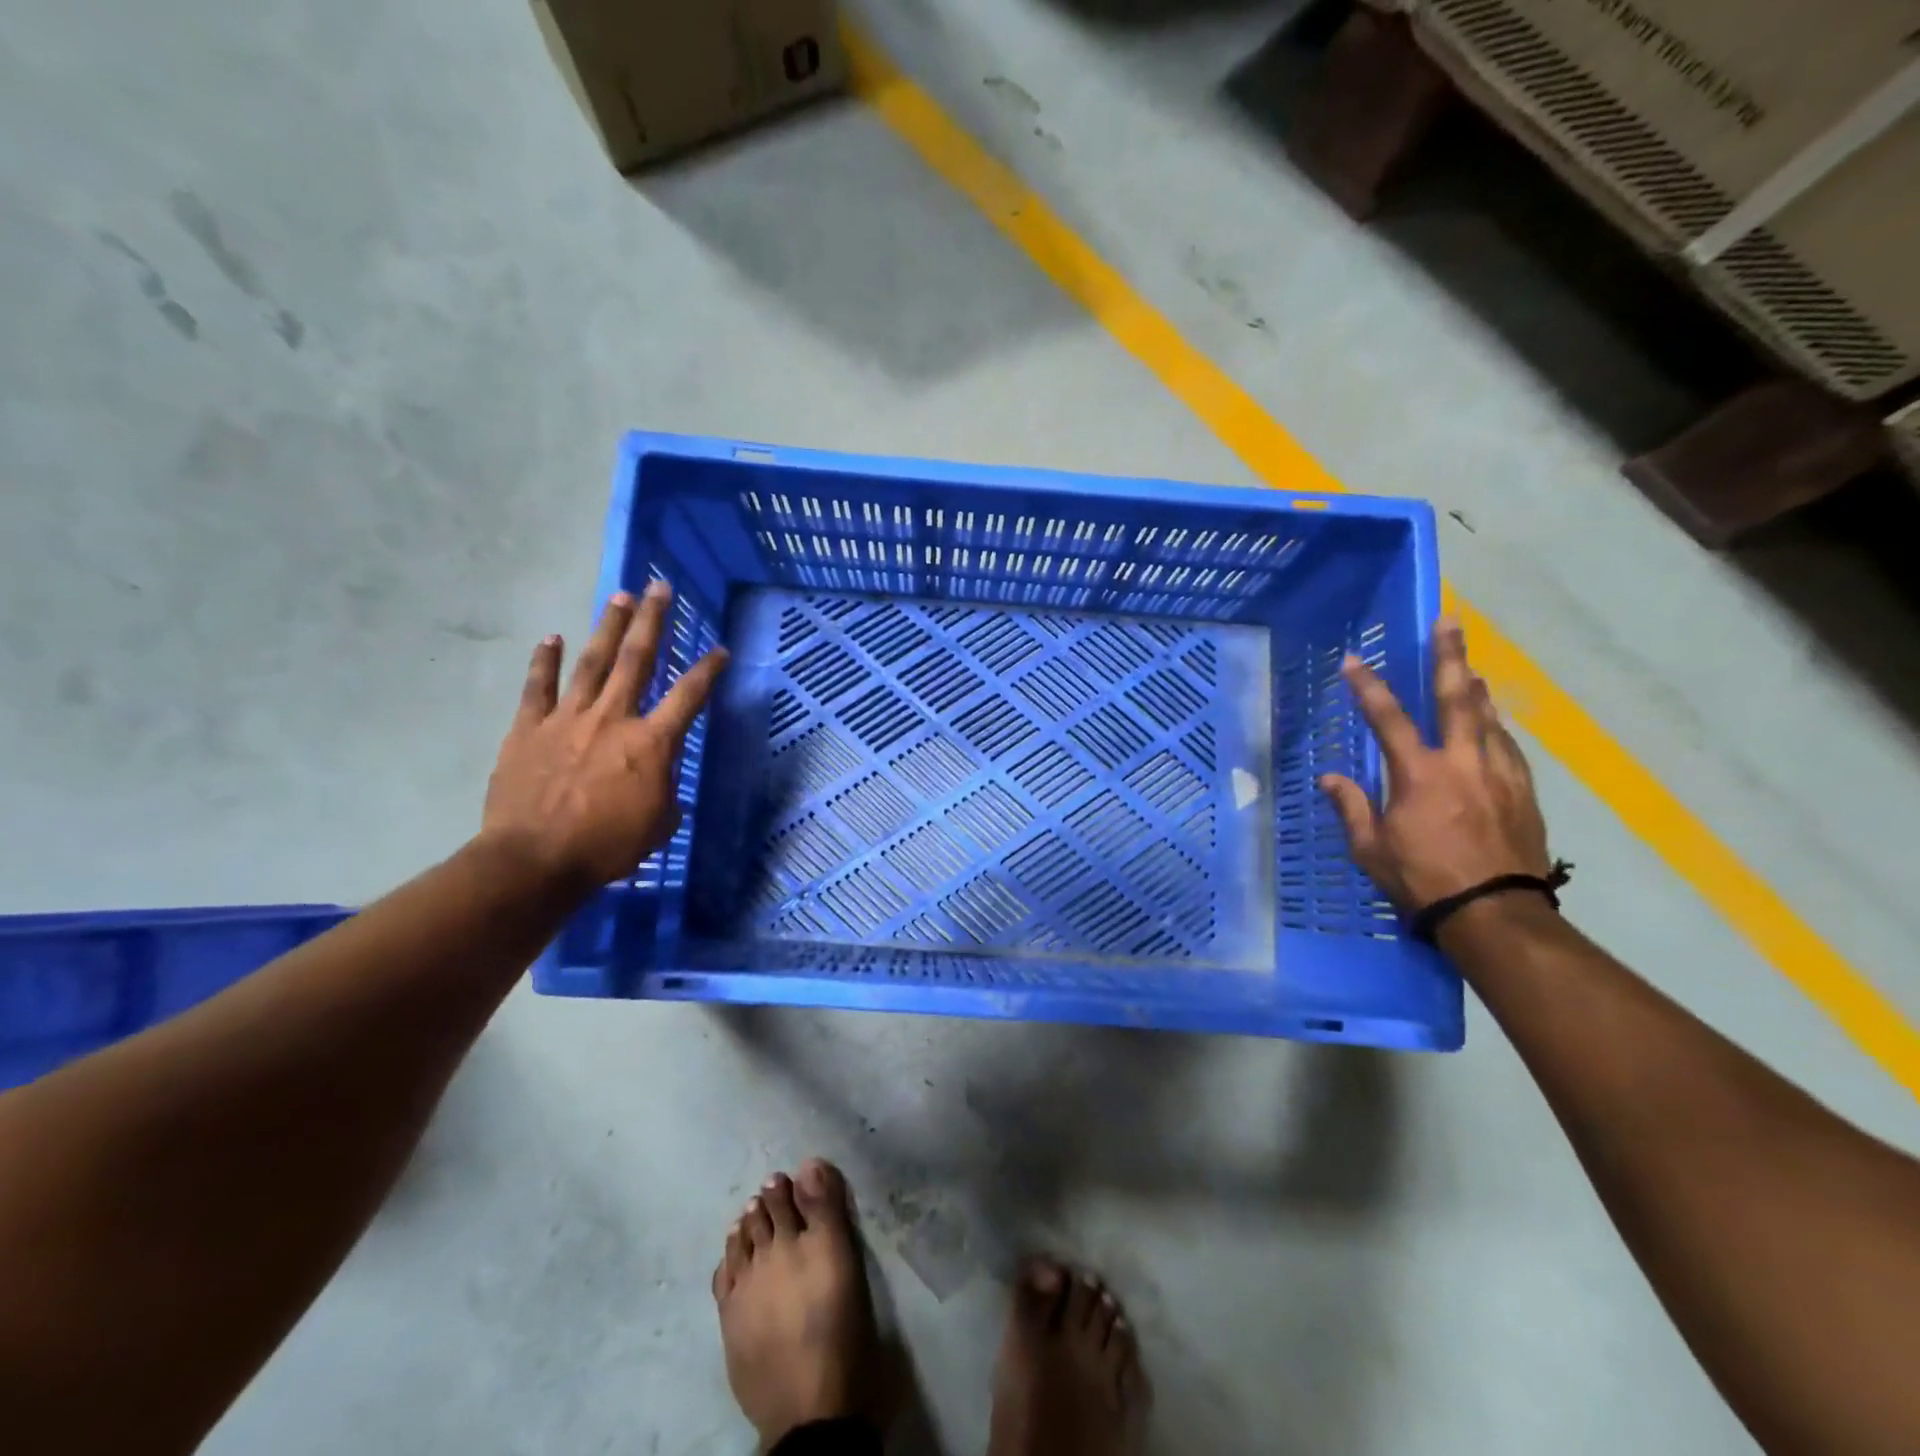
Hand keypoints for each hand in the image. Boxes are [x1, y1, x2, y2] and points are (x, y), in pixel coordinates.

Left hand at [480, 583, 728, 890]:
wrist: (534, 860)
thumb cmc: (607, 847)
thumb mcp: (658, 824)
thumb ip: (665, 794)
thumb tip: (661, 785)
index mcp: (651, 743)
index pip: (689, 696)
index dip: (708, 670)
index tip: (720, 649)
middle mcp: (613, 718)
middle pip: (637, 659)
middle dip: (652, 621)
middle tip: (659, 588)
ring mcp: (568, 719)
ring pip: (592, 662)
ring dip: (608, 628)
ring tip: (619, 597)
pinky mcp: (529, 729)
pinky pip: (538, 687)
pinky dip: (544, 661)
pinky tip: (551, 638)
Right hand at [1317, 618, 1550, 912]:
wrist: (1496, 913)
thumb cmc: (1422, 880)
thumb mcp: (1371, 848)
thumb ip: (1351, 806)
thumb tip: (1330, 777)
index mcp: (1419, 774)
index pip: (1388, 718)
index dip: (1367, 687)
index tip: (1352, 660)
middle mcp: (1463, 762)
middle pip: (1457, 697)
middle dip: (1450, 655)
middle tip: (1450, 621)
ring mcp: (1499, 774)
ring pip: (1489, 718)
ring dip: (1476, 690)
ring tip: (1470, 669)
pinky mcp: (1523, 792)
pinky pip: (1507, 747)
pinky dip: (1495, 728)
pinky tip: (1492, 725)